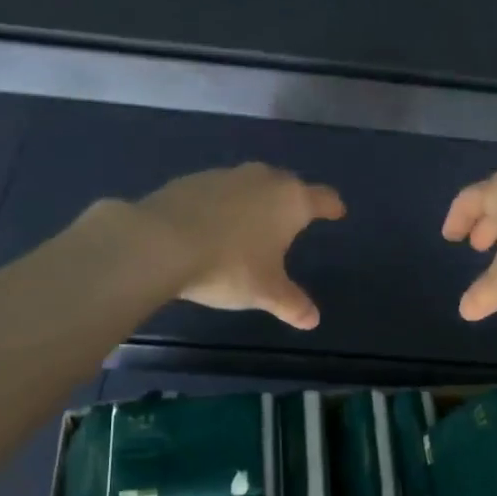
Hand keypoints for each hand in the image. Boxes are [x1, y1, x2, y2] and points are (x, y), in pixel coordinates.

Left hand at [103, 164, 344, 329]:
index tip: (337, 211)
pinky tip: (213, 226)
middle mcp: (262, 180)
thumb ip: (292, 304)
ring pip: (251, 184)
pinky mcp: (192, 180)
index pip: (322, 199)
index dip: (332, 206)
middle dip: (293, 200)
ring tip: (251, 224)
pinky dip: (223, 205)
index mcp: (290, 201)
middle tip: (293, 219)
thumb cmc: (229, 266)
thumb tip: (313, 320)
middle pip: (287, 185)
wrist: (159, 243)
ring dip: (255, 200)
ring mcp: (225, 176)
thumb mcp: (266, 292)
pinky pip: (219, 191)